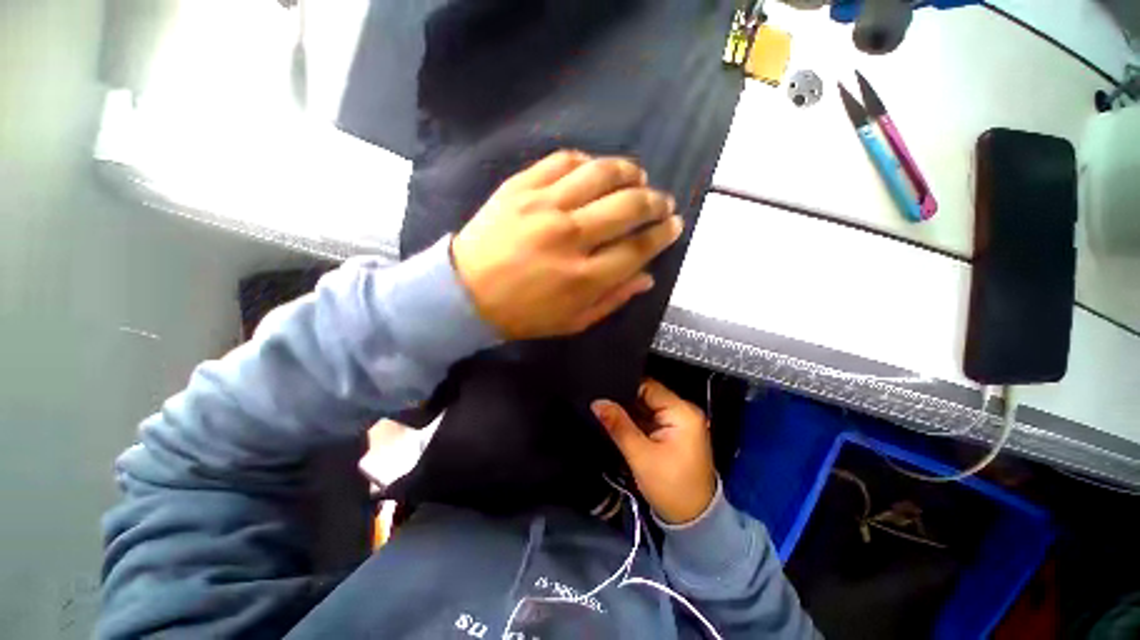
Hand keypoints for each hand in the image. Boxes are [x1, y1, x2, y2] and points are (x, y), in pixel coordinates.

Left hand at [451, 150, 681, 338]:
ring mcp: (543, 206)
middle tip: (662, 201)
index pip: (638, 247)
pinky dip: (587, 161)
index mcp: (584, 277)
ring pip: (601, 174)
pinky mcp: (520, 187)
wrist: (464, 294)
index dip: (663, 234)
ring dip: (629, 171)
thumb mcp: (572, 321)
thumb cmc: (522, 315)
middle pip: (628, 206)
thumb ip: (613, 299)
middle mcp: (570, 236)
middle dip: (655, 201)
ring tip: (639, 175)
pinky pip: (563, 161)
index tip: (674, 225)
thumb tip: (647, 276)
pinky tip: (595, 170)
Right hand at [592, 379, 715, 524]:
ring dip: (629, 410)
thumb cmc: (671, 487)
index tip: (602, 390)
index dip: (624, 387)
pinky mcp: (673, 432)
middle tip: (600, 400)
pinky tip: (618, 421)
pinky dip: (636, 420)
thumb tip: (597, 402)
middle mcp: (683, 411)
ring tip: (605, 408)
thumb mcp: (640, 456)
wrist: (693, 520)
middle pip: (647, 395)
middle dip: (624, 399)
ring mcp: (679, 422)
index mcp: (682, 412)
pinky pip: (650, 418)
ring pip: (646, 406)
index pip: (648, 387)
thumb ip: (618, 425)